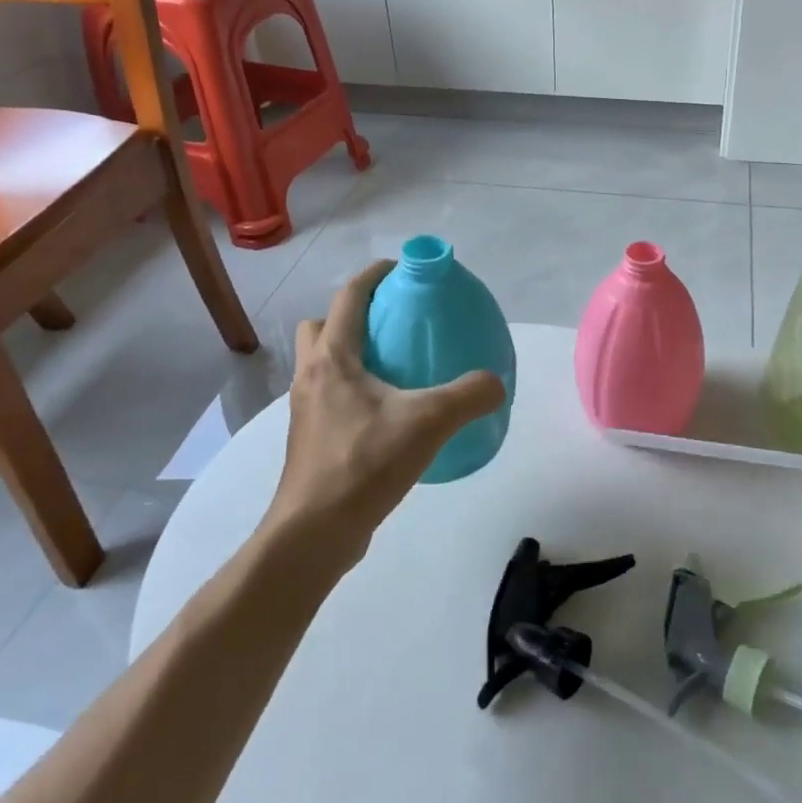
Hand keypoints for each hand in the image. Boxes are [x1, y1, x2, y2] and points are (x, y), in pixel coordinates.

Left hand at [268, 261, 506, 563]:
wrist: (314, 533)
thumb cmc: (364, 464)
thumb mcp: (429, 422)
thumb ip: (470, 395)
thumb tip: (496, 382)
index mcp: (332, 359)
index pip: (349, 298)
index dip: (373, 276)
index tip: (400, 269)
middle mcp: (310, 377)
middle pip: (320, 327)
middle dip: (350, 317)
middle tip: (389, 327)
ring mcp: (305, 411)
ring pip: (321, 365)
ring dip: (348, 356)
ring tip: (392, 370)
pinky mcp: (310, 441)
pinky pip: (329, 398)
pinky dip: (352, 392)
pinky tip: (386, 416)